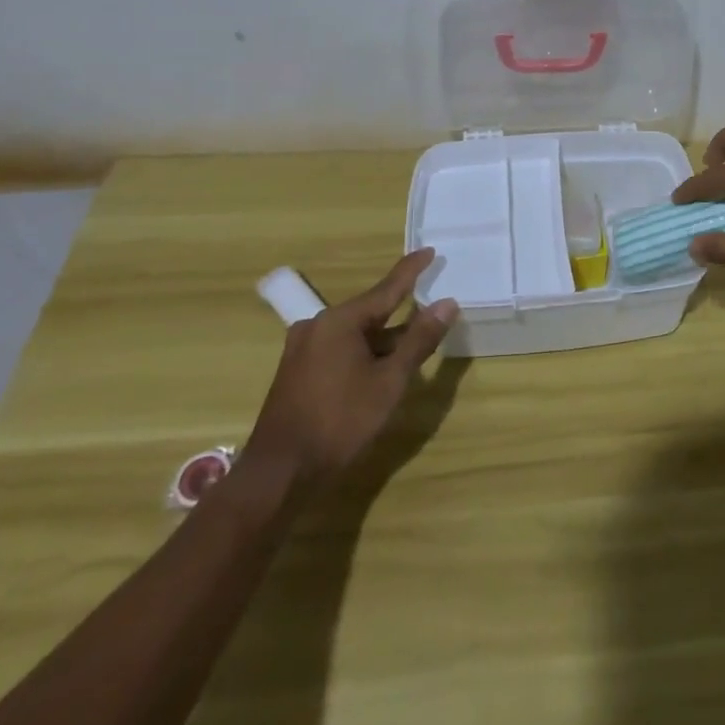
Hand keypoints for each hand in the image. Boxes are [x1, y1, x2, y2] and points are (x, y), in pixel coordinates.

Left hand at [241, 249, 458, 489]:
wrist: (278, 474)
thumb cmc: (339, 422)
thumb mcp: (389, 382)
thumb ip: (419, 340)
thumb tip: (447, 303)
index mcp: (340, 320)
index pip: (387, 288)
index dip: (411, 270)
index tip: (429, 250)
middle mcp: (318, 325)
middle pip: (370, 311)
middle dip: (400, 311)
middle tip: (429, 308)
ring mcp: (303, 348)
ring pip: (354, 333)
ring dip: (382, 338)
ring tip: (410, 343)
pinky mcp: (296, 370)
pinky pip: (339, 347)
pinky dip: (363, 351)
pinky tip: (378, 367)